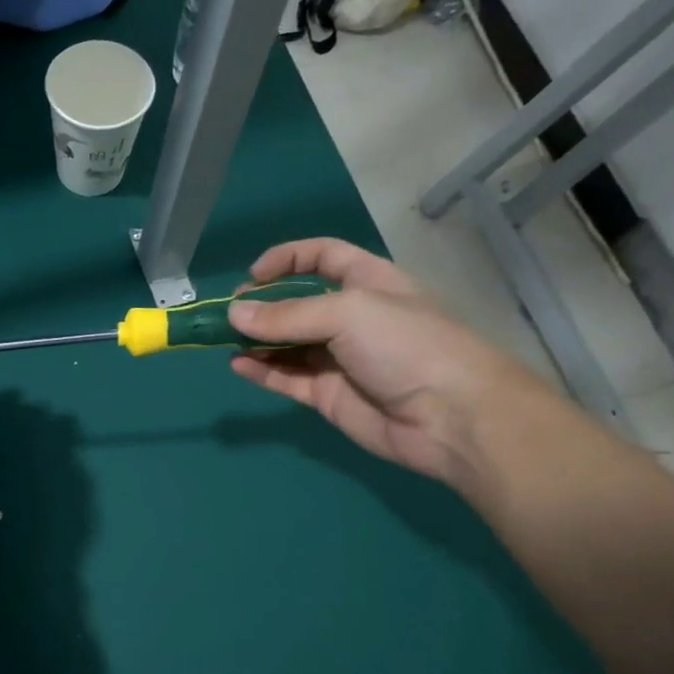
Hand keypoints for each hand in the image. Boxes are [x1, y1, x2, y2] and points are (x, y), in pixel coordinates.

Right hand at [228, 238, 548, 485]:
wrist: (450, 416)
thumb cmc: (406, 345)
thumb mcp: (348, 313)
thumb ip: (288, 315)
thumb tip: (235, 314)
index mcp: (367, 282)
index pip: (323, 257)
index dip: (288, 259)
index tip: (253, 276)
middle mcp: (351, 318)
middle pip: (297, 303)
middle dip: (262, 306)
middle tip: (229, 315)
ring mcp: (338, 359)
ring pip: (287, 344)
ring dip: (256, 340)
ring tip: (223, 340)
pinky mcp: (328, 396)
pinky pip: (287, 379)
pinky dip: (262, 372)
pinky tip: (238, 365)